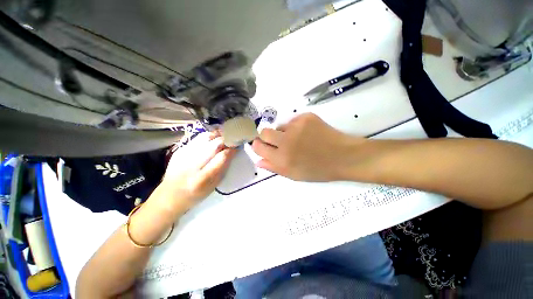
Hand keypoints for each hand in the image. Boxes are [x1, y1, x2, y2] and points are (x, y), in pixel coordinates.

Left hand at [159, 132, 236, 211]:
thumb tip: (231, 152)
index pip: (221, 158)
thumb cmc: (193, 195)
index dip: (232, 149)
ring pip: (205, 137)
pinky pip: (197, 139)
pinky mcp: (179, 149)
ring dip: (216, 135)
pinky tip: (211, 140)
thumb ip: (221, 170)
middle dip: (226, 139)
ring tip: (223, 135)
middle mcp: (192, 165)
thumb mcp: (210, 188)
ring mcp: (184, 155)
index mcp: (202, 180)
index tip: (238, 145)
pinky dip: (206, 138)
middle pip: (213, 145)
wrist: (170, 194)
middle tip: (233, 137)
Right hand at [252, 113, 363, 180]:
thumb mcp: (295, 175)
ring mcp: (296, 126)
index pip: (258, 146)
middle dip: (268, 137)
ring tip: (300, 140)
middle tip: (280, 142)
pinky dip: (298, 126)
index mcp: (282, 159)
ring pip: (280, 126)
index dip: (259, 146)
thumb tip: (259, 160)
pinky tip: (309, 134)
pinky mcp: (306, 117)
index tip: (263, 146)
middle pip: (264, 132)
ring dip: (285, 132)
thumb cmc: (320, 170)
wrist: (344, 156)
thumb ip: (275, 168)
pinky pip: (293, 120)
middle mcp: (286, 141)